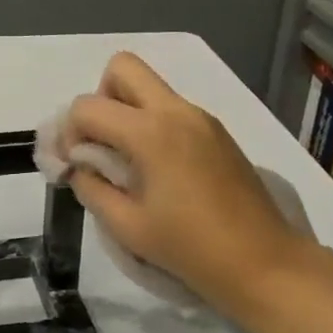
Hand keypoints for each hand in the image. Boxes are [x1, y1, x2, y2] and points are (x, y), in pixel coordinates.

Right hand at [63, 52, 310, 311]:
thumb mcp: (126, 226)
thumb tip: (78, 166)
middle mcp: (176, 111)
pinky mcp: (216, 131)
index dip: (68, 132)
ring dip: (126, 111)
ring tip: (127, 161)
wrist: (264, 264)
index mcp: (150, 133)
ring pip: (149, 87)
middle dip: (99, 99)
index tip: (72, 164)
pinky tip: (157, 170)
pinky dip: (151, 123)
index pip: (87, 106)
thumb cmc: (190, 249)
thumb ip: (91, 187)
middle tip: (101, 143)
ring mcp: (201, 118)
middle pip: (122, 68)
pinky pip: (171, 108)